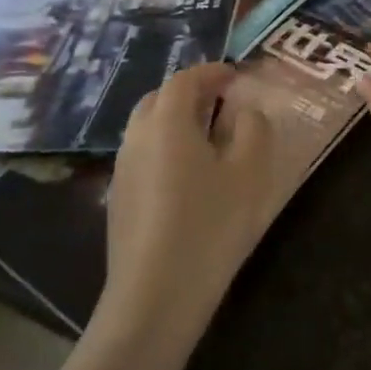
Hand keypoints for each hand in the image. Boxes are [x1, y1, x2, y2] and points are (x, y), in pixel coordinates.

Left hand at [100, 63, 284, 347]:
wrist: (153, 298)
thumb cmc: (209, 226)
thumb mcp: (249, 174)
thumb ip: (253, 130)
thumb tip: (245, 112)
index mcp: (167, 121)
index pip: (185, 79)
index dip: (211, 72)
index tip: (234, 75)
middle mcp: (137, 136)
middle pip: (159, 98)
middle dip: (189, 93)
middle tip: (220, 102)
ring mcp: (122, 169)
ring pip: (147, 128)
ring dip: (174, 121)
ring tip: (206, 138)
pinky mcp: (117, 199)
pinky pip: (142, 156)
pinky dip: (163, 149)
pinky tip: (185, 177)